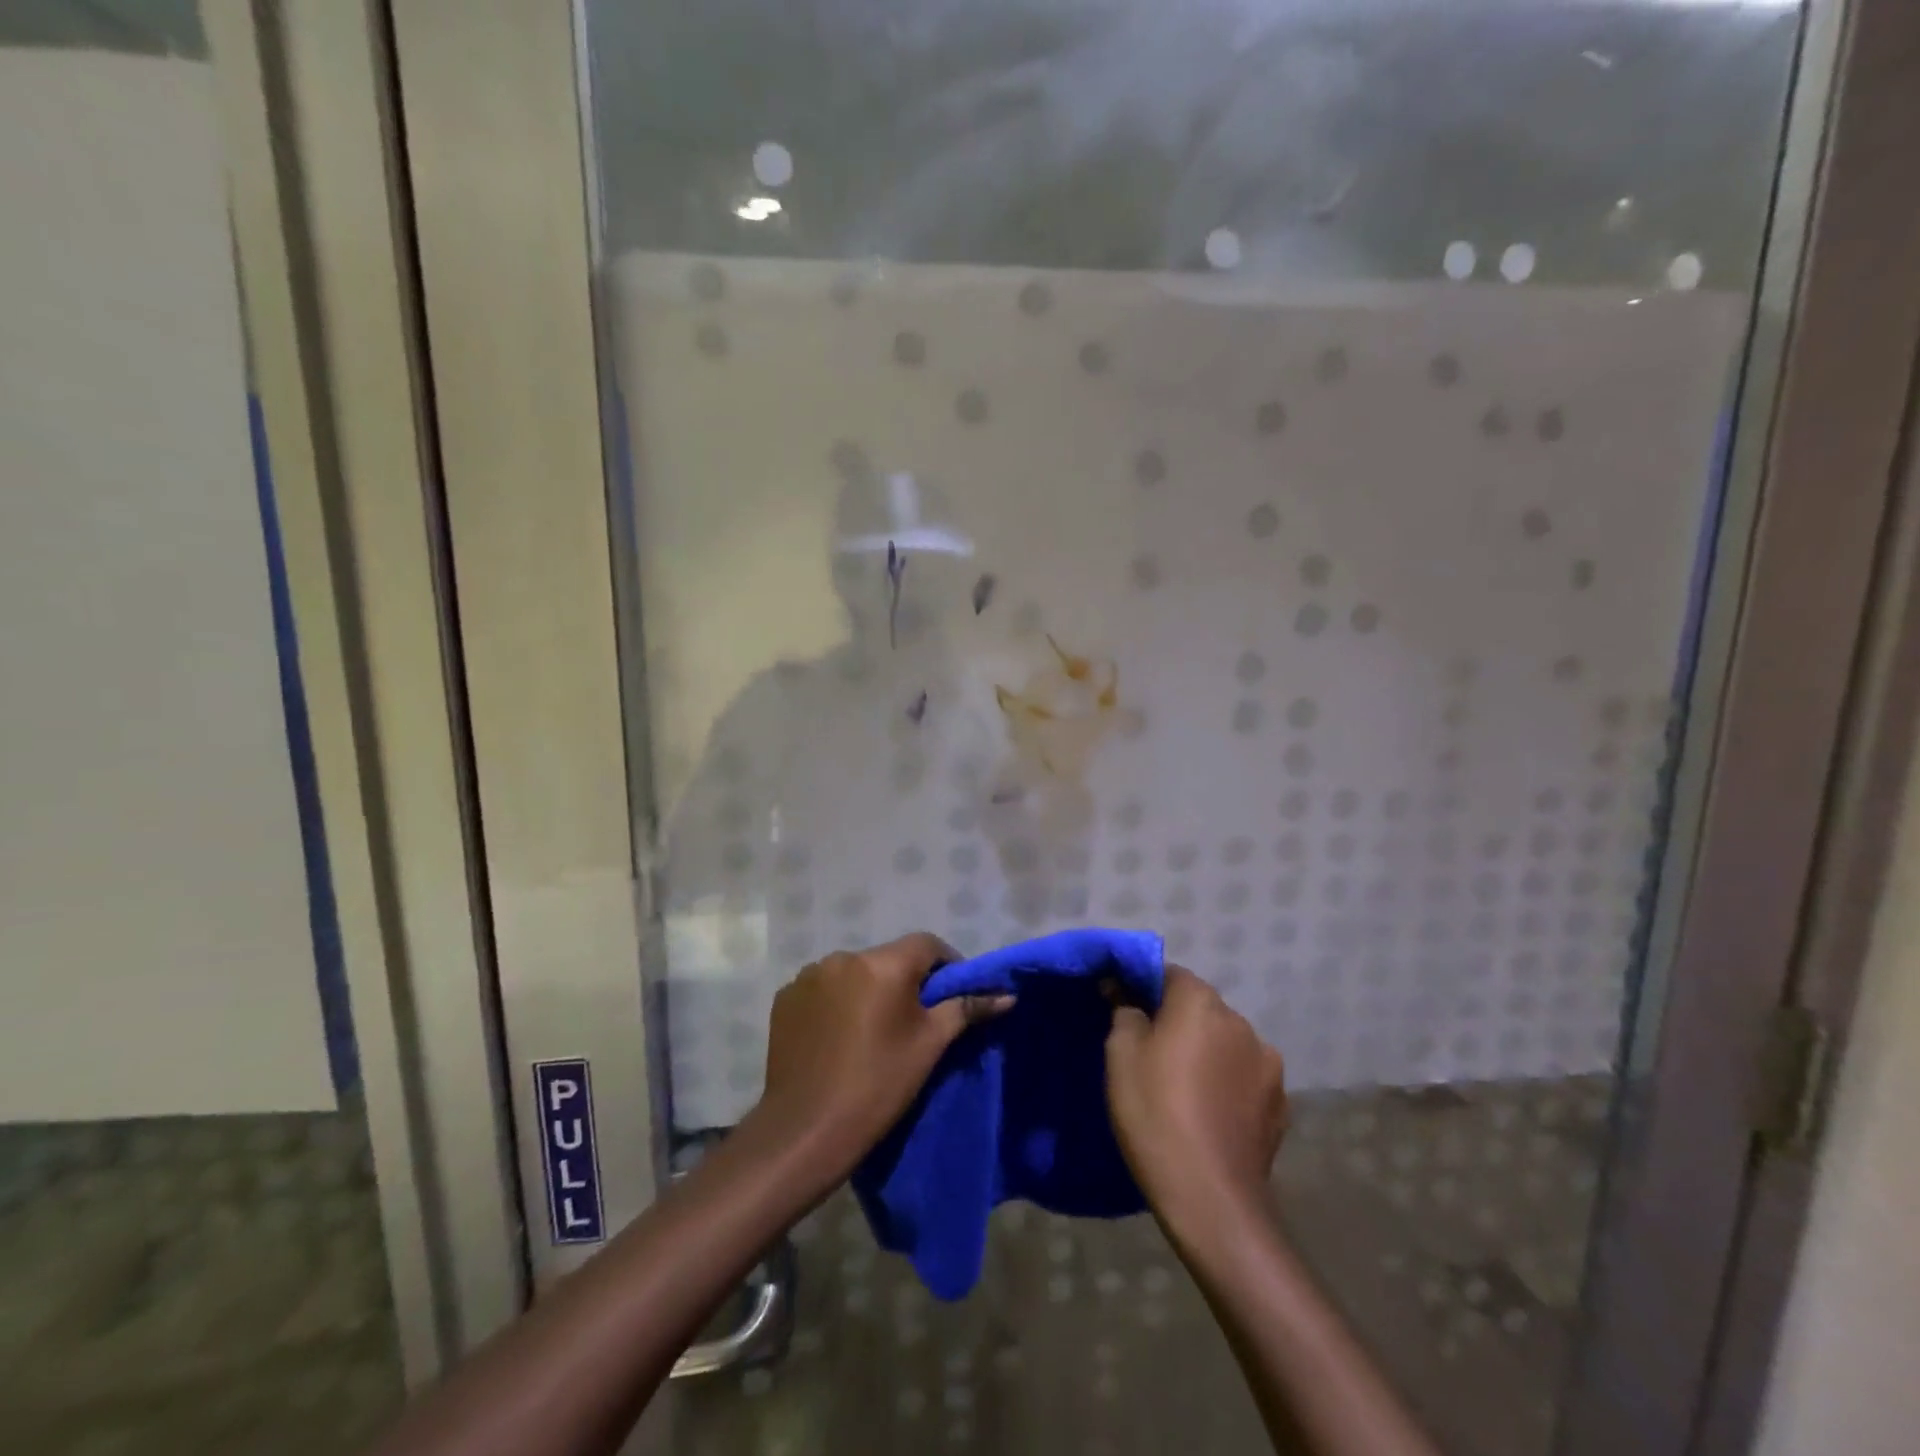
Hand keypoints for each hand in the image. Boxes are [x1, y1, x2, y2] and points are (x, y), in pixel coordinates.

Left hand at [755, 933, 1011, 1176]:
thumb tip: (1006, 994)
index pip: (927, 944)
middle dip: (906, 981)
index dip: (947, 965)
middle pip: (889, 959)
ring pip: (854, 973)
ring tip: (873, 1031)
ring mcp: (809, 976)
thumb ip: (965, 1009)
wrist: (805, 1130)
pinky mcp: (785, 997)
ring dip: (869, 991)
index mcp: (882, 964)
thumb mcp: (929, 1046)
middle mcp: (844, 957)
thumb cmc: (877, 1085)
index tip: (952, 997)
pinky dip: (837, 1003)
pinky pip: (823, 989)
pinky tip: (839, 1037)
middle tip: (915, 1021)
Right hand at [1105, 966, 1288, 1236]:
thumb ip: (1124, 1011)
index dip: (1145, 989)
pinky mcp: (1281, 1106)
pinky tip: (1210, 1115)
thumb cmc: (1155, 1112)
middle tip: (1150, 1056)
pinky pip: (1246, 1080)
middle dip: (1178, 1023)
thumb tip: (1123, 990)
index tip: (1126, 1014)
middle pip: (1201, 1009)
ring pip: (1226, 1044)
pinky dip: (1228, 1086)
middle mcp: (1241, 1022)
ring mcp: (1268, 1065)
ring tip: (1184, 1091)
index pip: (1169, 974)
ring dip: (1207, 1054)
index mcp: (1201, 1002)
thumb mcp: (1120, 1055)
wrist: (1210, 1197)